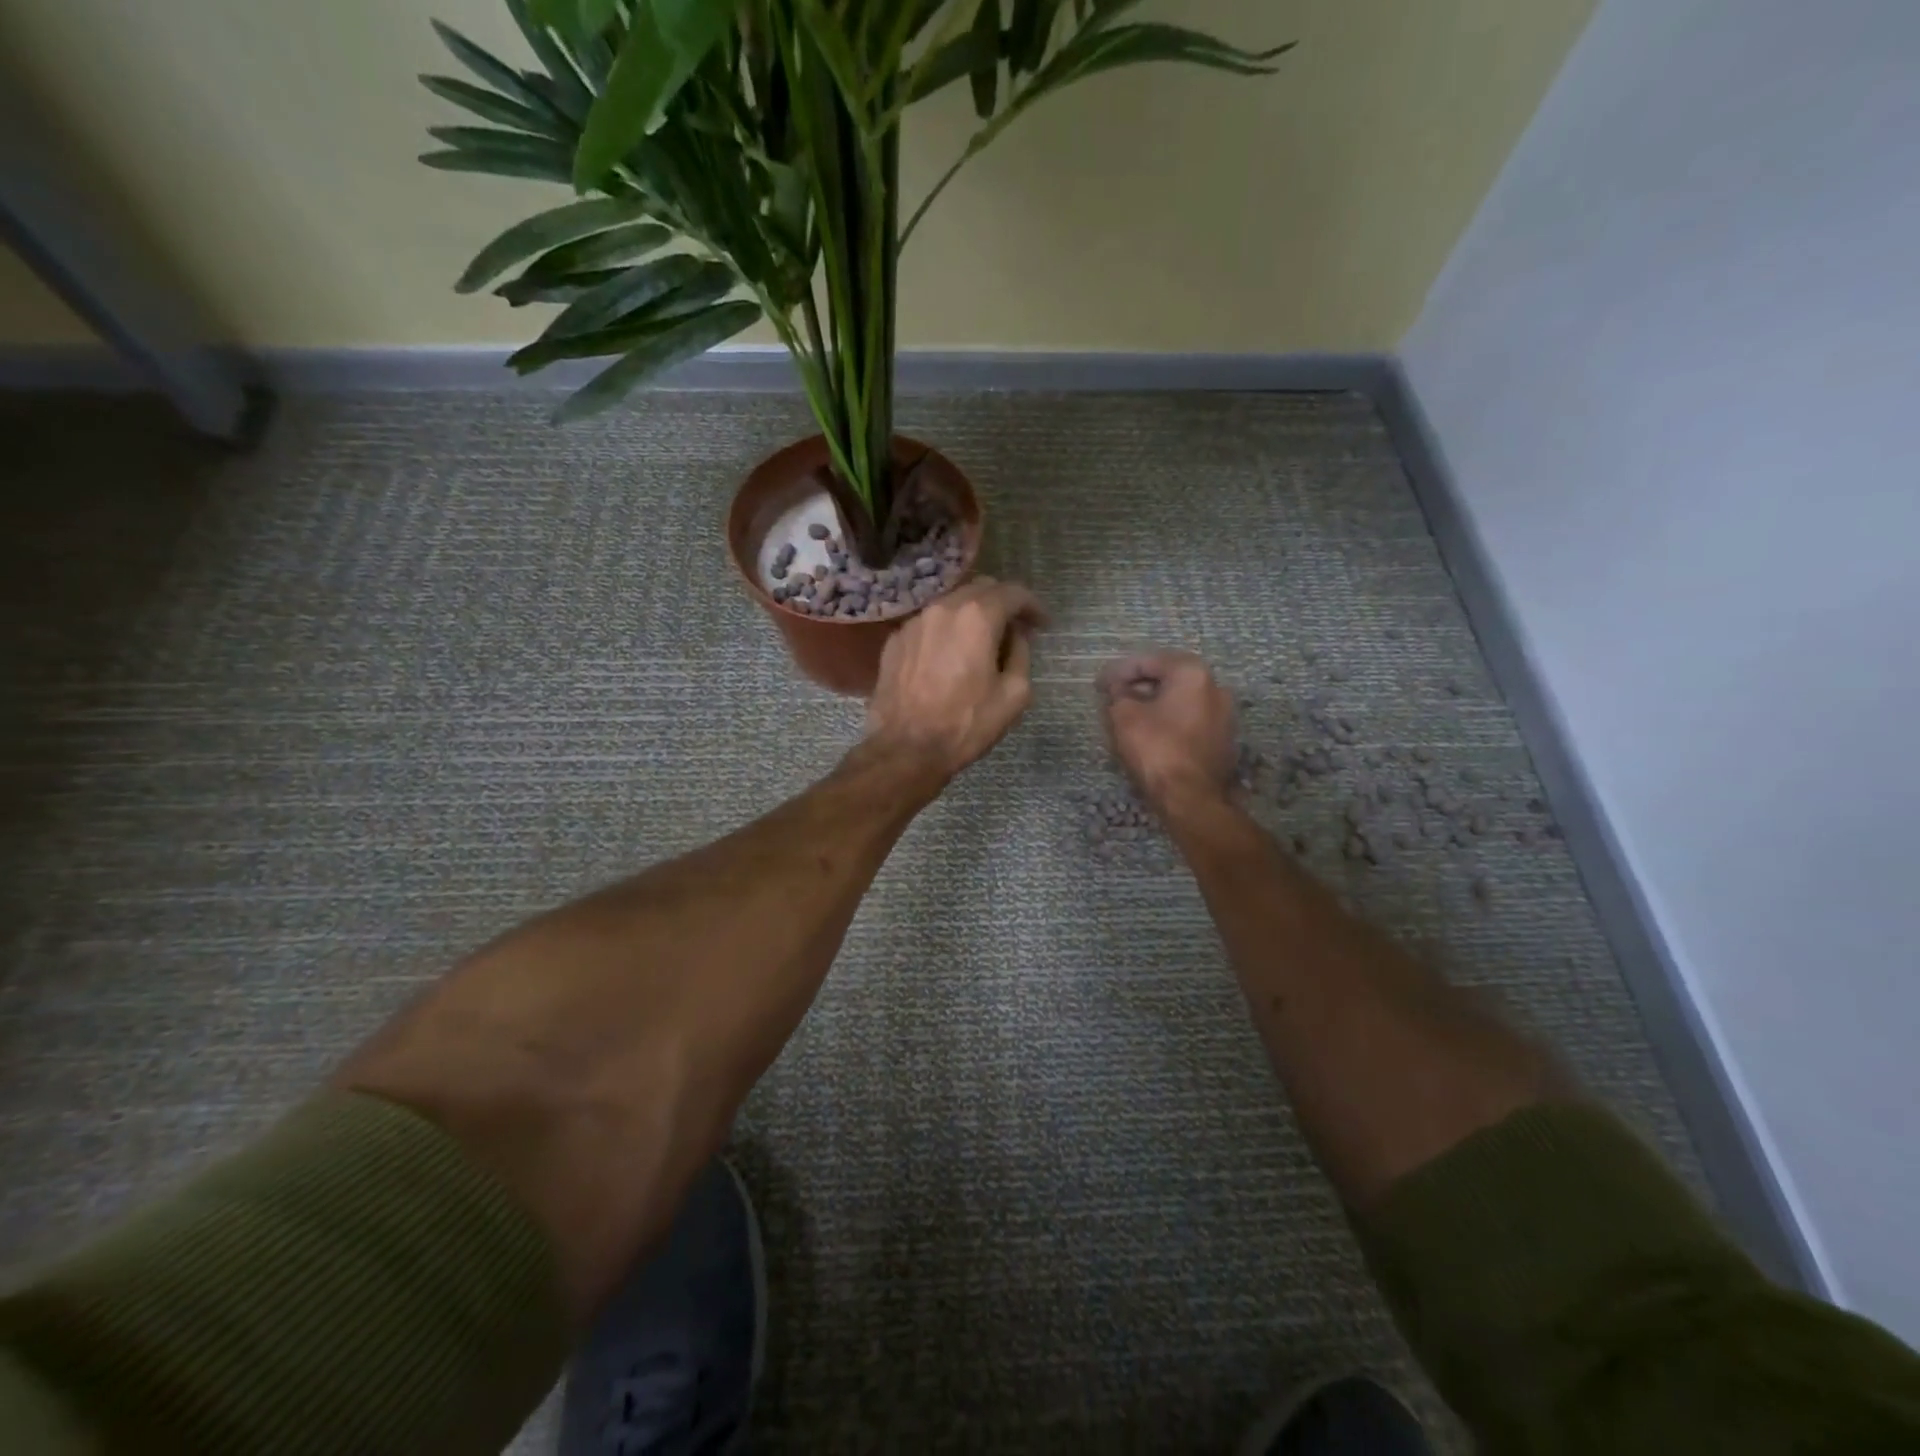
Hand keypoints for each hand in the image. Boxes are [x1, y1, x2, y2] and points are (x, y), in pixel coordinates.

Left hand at [865, 577, 1046, 781]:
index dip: (1033, 605)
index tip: (1043, 623)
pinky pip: (928, 624)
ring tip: (982, 642)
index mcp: (976, 617)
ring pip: (951, 604)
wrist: (906, 749)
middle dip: (1003, 603)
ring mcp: (914, 622)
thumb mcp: (1014, 695)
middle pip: (980, 589)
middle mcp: (942, 608)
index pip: (1012, 592)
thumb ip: (1021, 654)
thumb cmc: (966, 724)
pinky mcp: (895, 641)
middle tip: (1016, 628)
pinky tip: (949, 657)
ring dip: (972, 615)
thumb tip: (1015, 636)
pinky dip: (946, 632)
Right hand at [1098, 651, 1237, 812]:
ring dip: (1155, 702)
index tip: (1099, 684)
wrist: (1191, 798)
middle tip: (1113, 696)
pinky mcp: (1223, 739)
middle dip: (1139, 685)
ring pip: (1181, 699)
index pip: (1149, 661)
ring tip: (1128, 714)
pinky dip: (1170, 719)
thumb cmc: (1156, 749)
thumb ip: (1118, 694)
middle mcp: (1215, 686)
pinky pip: (1191, 719)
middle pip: (1169, 677)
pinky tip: (1150, 732)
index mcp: (1192, 673)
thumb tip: (1118, 689)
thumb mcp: (1124, 716)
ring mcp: (1224, 714)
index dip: (1119, 671)